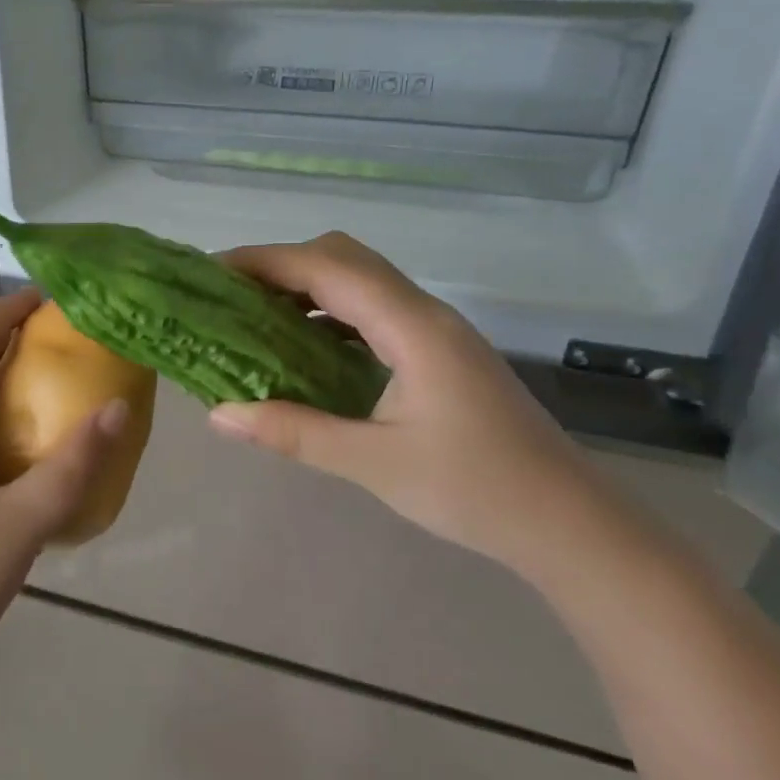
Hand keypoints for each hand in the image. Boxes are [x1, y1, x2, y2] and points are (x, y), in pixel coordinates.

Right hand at [207, 232, 616, 573]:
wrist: (567, 522)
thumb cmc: (475, 490)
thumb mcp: (373, 463)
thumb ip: (293, 432)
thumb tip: (220, 415)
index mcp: (411, 327)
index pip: (326, 268)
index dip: (266, 261)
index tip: (213, 271)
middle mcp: (424, 313)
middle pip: (344, 257)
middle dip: (282, 265)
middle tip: (231, 295)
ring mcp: (435, 330)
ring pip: (361, 280)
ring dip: (307, 286)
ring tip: (255, 316)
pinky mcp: (439, 351)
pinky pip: (373, 309)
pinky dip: (330, 313)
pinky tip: (305, 348)